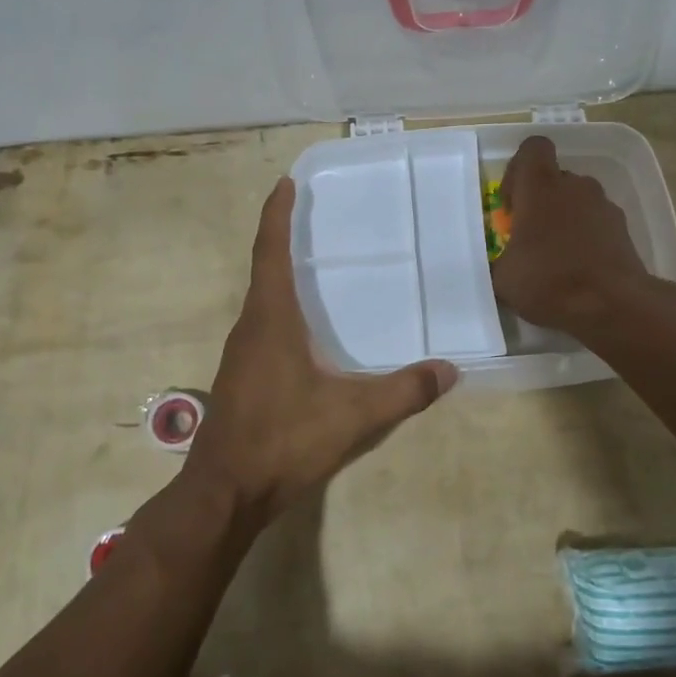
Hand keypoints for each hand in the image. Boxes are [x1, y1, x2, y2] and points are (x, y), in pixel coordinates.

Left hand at [184, 178, 457, 528]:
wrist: (225, 493)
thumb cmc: (283, 440)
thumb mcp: (352, 416)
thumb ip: (404, 392)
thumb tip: (450, 371)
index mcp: (271, 320)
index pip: (271, 252)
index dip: (277, 214)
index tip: (285, 183)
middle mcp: (251, 326)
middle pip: (264, 268)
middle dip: (282, 236)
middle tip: (311, 216)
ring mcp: (241, 353)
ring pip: (262, 299)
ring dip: (281, 273)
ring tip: (314, 264)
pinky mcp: (242, 376)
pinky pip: (262, 324)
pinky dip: (281, 306)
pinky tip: (305, 328)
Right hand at [490, 136, 654, 334]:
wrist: (613, 304)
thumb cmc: (549, 280)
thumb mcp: (503, 278)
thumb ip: (498, 260)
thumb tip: (500, 264)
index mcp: (540, 186)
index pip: (533, 148)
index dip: (519, 170)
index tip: (512, 204)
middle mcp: (574, 186)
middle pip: (555, 178)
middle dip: (541, 201)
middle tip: (530, 236)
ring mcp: (603, 205)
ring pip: (578, 201)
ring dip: (565, 219)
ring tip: (556, 257)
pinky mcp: (623, 228)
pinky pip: (597, 223)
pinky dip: (587, 238)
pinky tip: (579, 269)